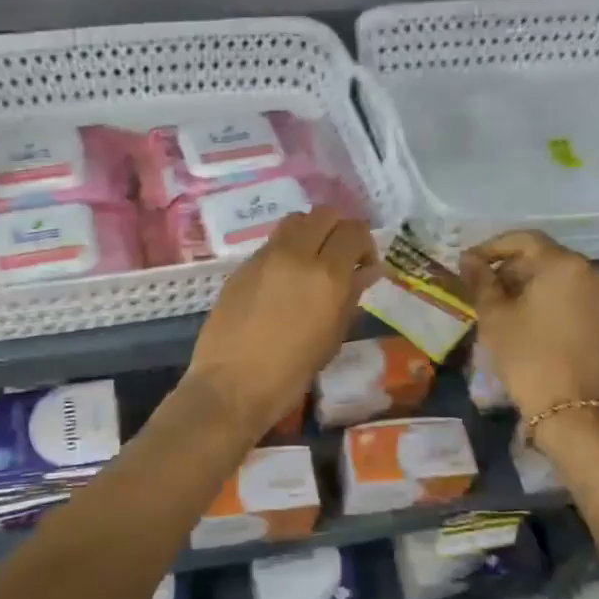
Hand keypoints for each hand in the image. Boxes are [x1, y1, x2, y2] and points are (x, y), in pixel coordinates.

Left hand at [184, 208, 379, 439]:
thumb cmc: (290, 372)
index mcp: (327, 275)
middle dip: (339, 230)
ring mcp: (265, 256)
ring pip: (296, 221)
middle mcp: (296, 254)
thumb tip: (366, 271)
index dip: (365, 244)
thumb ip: (351, 296)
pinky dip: (287, 249)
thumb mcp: (332, 337)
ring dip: (311, 232)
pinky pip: (273, 243)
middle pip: (325, 214)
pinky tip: (284, 280)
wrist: (232, 384)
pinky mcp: (242, 266)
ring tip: (312, 264)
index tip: (364, 266)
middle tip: (341, 259)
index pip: (354, 230)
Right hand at [461, 231, 598, 423]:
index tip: (470, 263)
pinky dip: (557, 305)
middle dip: (515, 268)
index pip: (525, 240)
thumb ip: (481, 281)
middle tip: (487, 289)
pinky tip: (538, 327)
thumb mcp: (495, 317)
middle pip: (548, 259)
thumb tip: (469, 260)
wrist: (572, 409)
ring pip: (566, 281)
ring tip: (510, 309)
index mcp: (564, 265)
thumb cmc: (527, 356)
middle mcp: (594, 273)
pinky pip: (581, 302)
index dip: (493, 247)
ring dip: (537, 287)